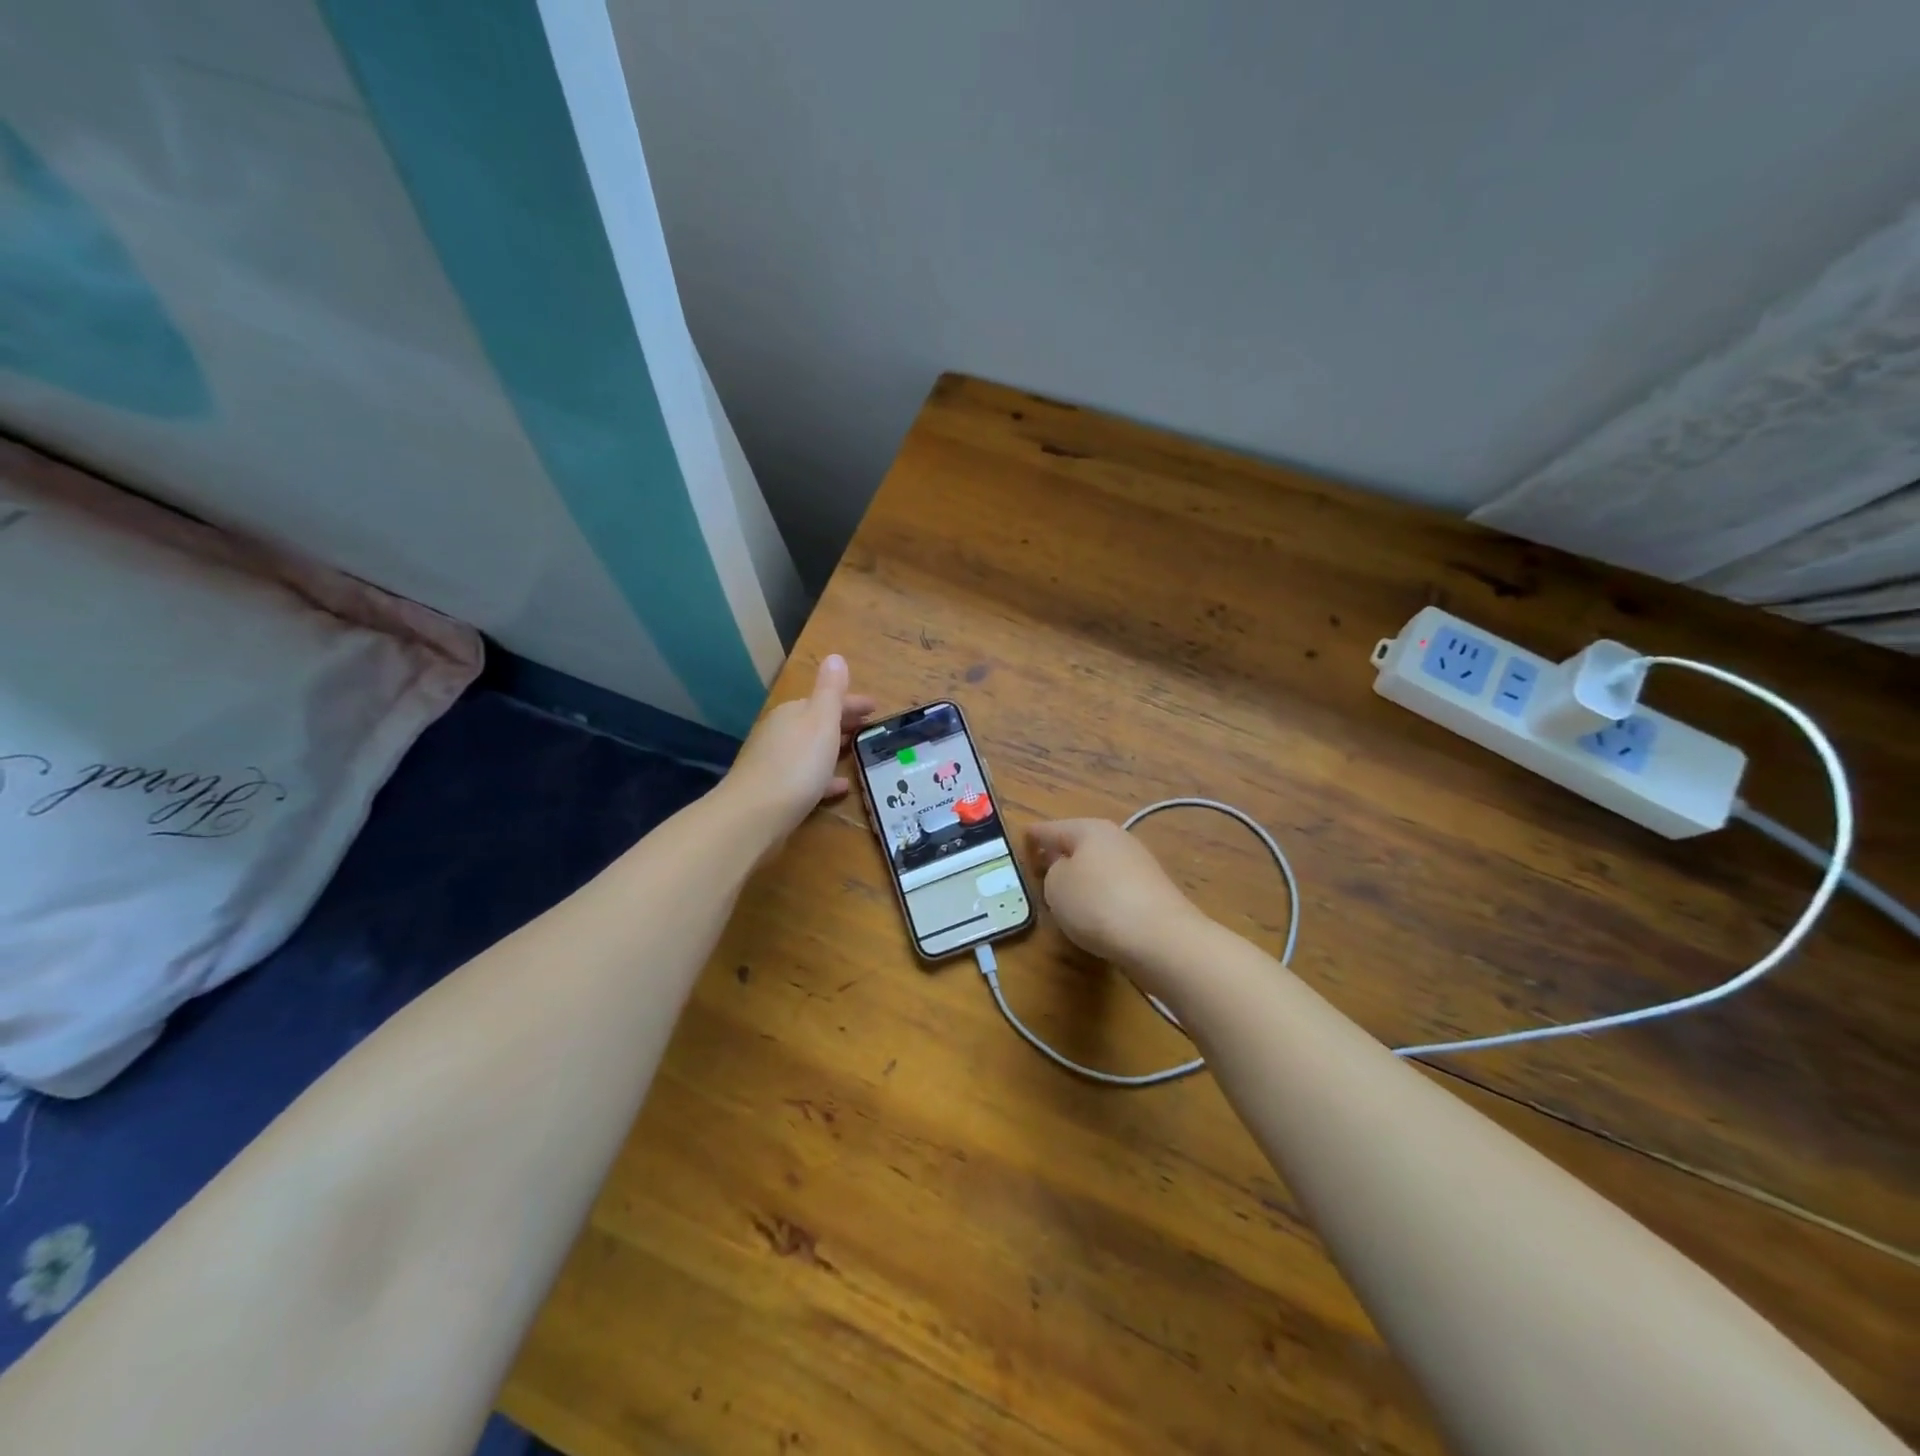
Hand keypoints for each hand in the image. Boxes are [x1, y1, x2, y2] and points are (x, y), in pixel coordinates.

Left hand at [724, 654, 875, 839]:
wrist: (754, 815)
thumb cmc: (796, 764)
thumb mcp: (821, 721)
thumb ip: (831, 691)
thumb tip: (835, 656)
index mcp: (794, 712)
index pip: (828, 700)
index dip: (854, 703)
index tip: (877, 709)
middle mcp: (781, 732)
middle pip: (817, 722)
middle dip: (843, 723)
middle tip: (870, 729)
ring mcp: (774, 761)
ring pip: (811, 749)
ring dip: (833, 748)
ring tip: (857, 754)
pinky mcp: (774, 790)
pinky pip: (805, 776)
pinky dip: (823, 776)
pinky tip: (839, 787)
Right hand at [1026, 819, 1207, 969]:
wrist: (1161, 939)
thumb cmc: (1098, 903)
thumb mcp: (1056, 885)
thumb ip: (1053, 872)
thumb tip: (1067, 872)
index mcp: (1090, 829)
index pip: (1052, 829)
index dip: (1034, 836)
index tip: (1021, 839)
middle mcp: (1117, 840)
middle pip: (1079, 845)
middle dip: (1059, 856)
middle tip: (1038, 870)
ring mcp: (1138, 866)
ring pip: (1098, 868)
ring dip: (1081, 879)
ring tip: (1062, 898)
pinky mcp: (1151, 894)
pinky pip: (1113, 890)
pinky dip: (1100, 898)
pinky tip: (1093, 916)